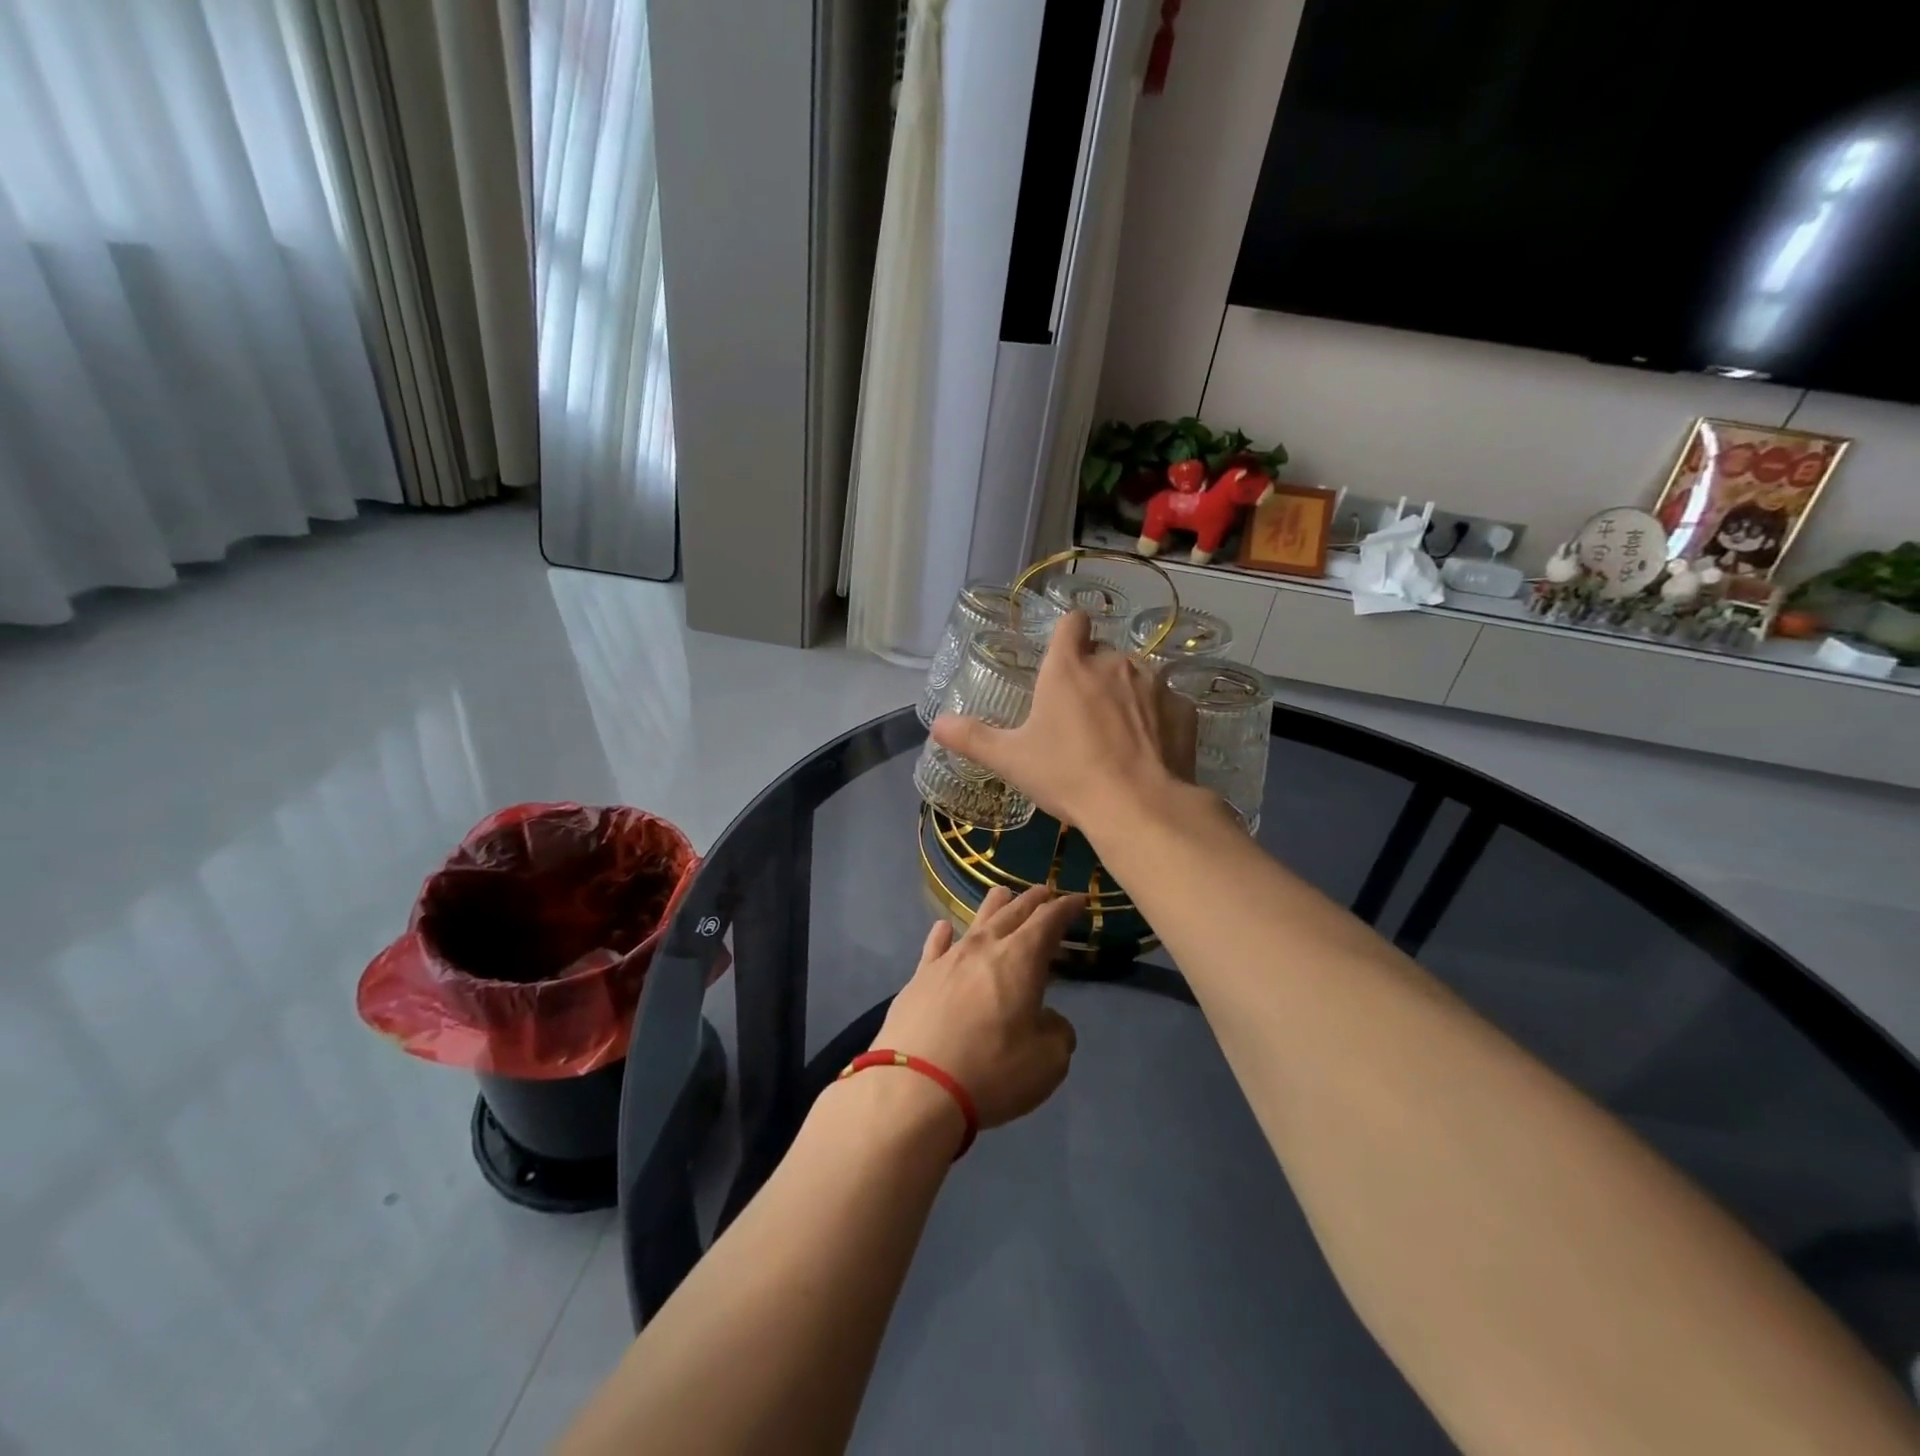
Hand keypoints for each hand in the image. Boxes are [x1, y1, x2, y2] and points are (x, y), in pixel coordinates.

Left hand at [873, 886, 1085, 1131]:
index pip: (1048, 921)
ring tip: (1002, 894)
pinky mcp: (918, 979)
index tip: (1078, 899)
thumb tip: (1047, 1020)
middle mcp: (984, 948)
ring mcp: (947, 960)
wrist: (915, 1087)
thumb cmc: (992, 1071)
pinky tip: (944, 928)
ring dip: (993, 907)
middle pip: (1012, 913)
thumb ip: (1056, 1032)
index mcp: (1021, 959)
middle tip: (1044, 891)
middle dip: (1032, 900)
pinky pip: (934, 947)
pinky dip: (943, 934)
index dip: (1065, 908)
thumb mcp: (1047, 1061)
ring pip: (975, 922)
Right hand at [930, 611, 1196, 833]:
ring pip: (1136, 678)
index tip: (1063, 657)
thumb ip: (972, 738)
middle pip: (1102, 654)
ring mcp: (1155, 683)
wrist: (1139, 807)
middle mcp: (1114, 662)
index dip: (1068, 634)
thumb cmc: (1067, 776)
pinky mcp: (1184, 709)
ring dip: (1125, 696)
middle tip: (1080, 717)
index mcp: (1069, 666)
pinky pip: (1166, 705)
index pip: (1072, 622)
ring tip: (1116, 737)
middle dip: (1093, 676)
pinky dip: (1157, 720)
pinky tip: (1148, 751)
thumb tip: (937, 725)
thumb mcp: (1012, 760)